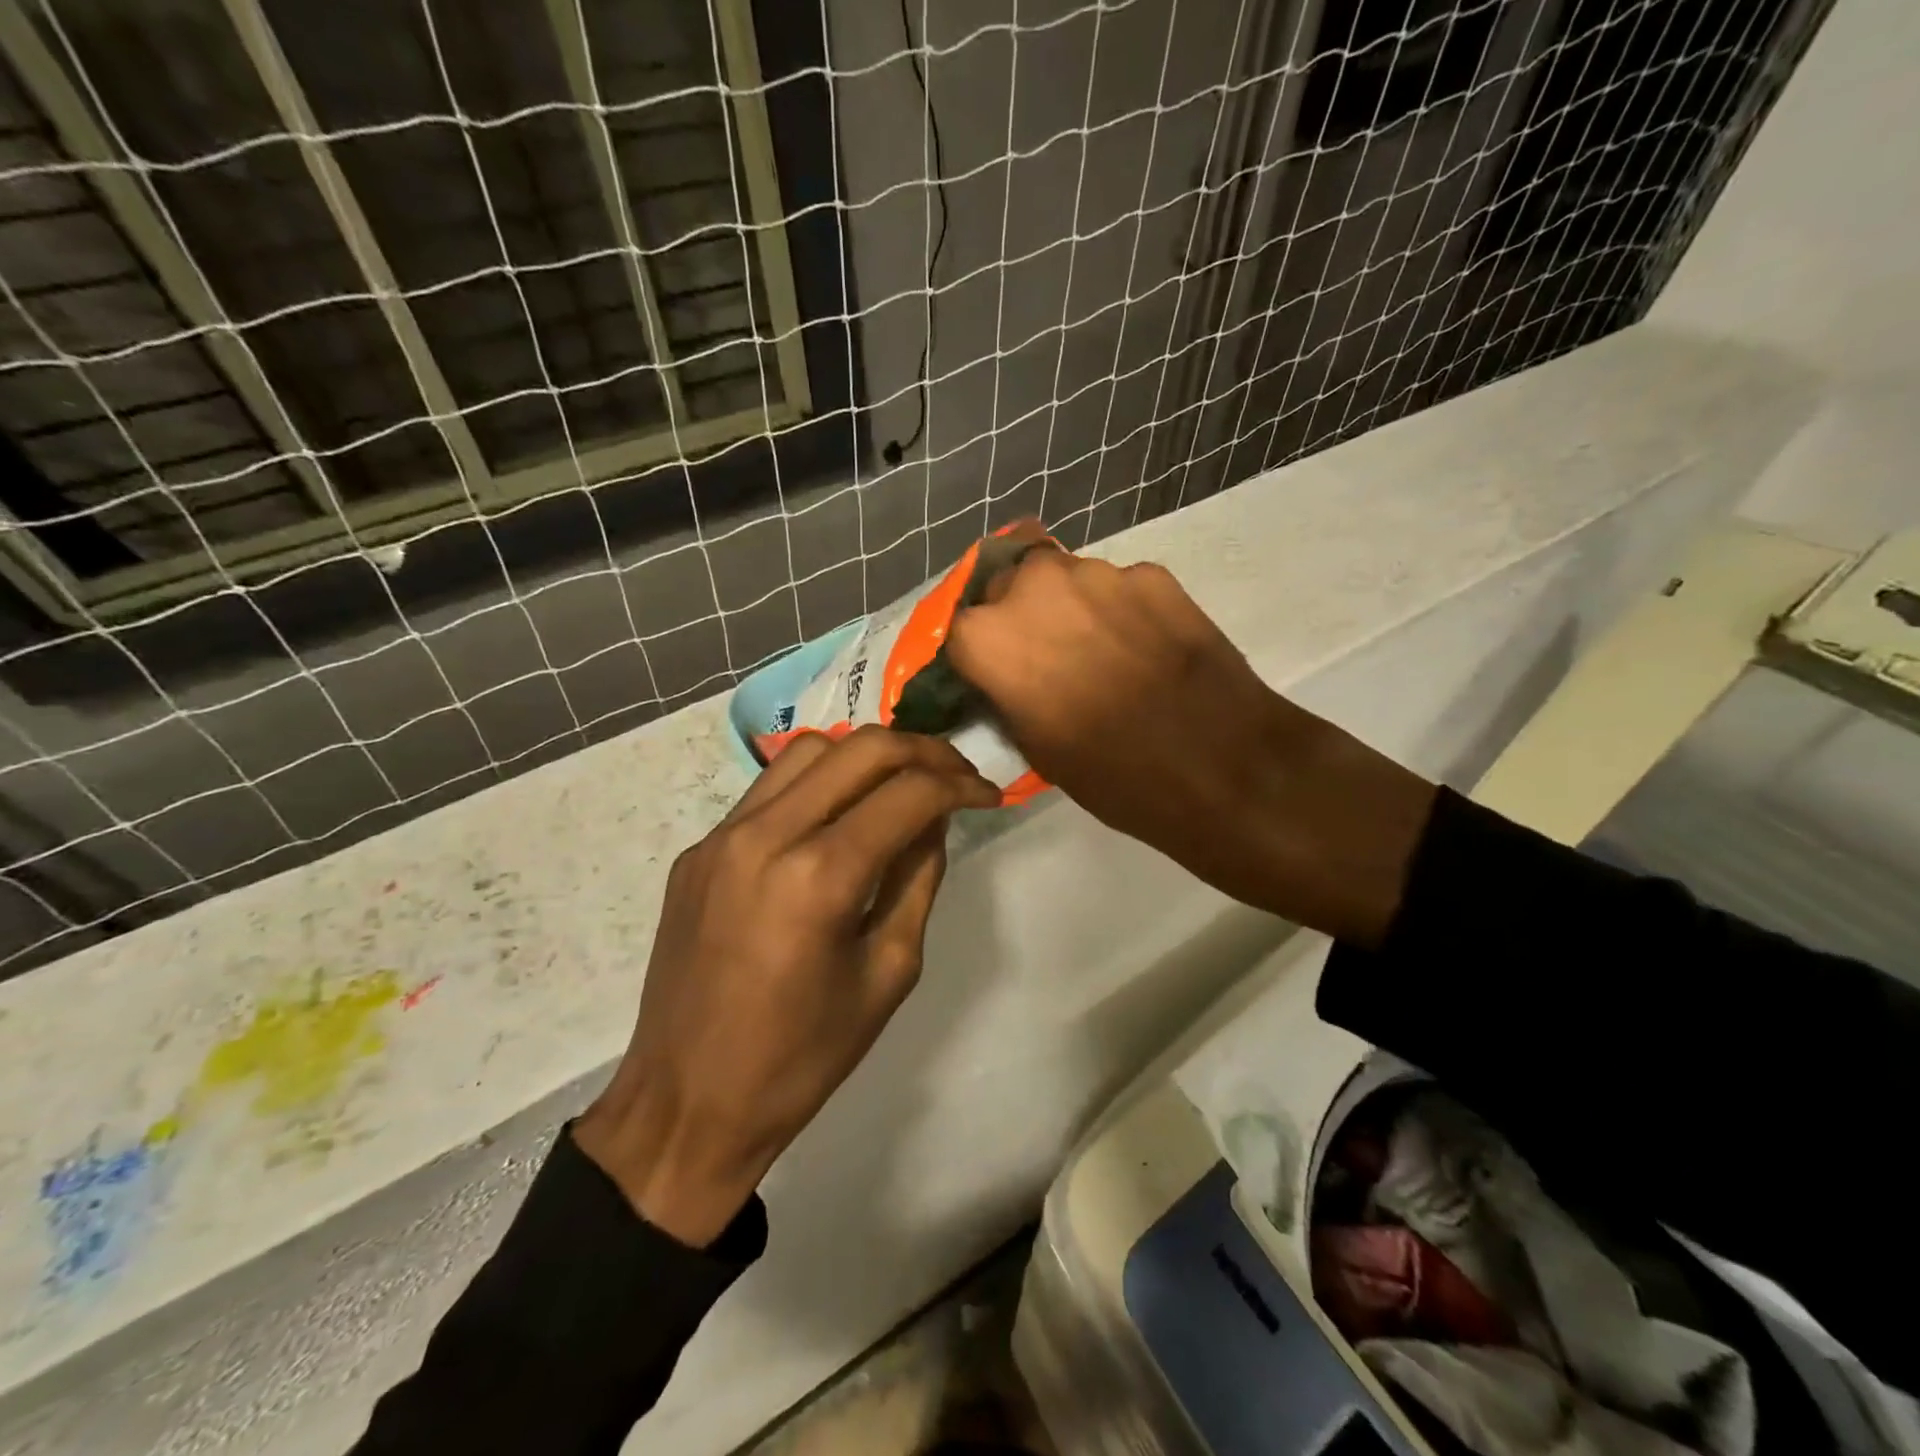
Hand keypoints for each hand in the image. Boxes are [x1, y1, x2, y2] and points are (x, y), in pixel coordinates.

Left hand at [573, 727, 998, 1245]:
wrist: (687, 1103)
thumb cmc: (802, 1057)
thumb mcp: (888, 972)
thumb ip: (917, 880)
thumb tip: (933, 819)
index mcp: (819, 877)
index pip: (908, 793)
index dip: (961, 784)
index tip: (989, 795)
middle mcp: (766, 835)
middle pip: (861, 748)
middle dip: (924, 751)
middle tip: (957, 775)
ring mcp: (722, 836)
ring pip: (810, 751)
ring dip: (867, 756)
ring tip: (901, 784)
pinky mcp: (699, 849)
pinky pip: (768, 789)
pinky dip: (818, 783)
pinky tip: (839, 815)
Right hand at [947, 538, 1435, 945]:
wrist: (1224, 768)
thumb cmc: (1114, 776)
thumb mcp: (1035, 748)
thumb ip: (1006, 694)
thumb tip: (1004, 677)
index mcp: (991, 637)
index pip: (957, 629)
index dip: (973, 654)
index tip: (987, 675)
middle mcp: (1035, 587)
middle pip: (1005, 586)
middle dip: (1014, 616)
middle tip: (1039, 657)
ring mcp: (1099, 574)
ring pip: (1061, 578)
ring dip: (1064, 607)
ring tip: (1095, 652)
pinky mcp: (1153, 574)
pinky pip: (1115, 587)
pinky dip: (1116, 610)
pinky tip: (1141, 649)